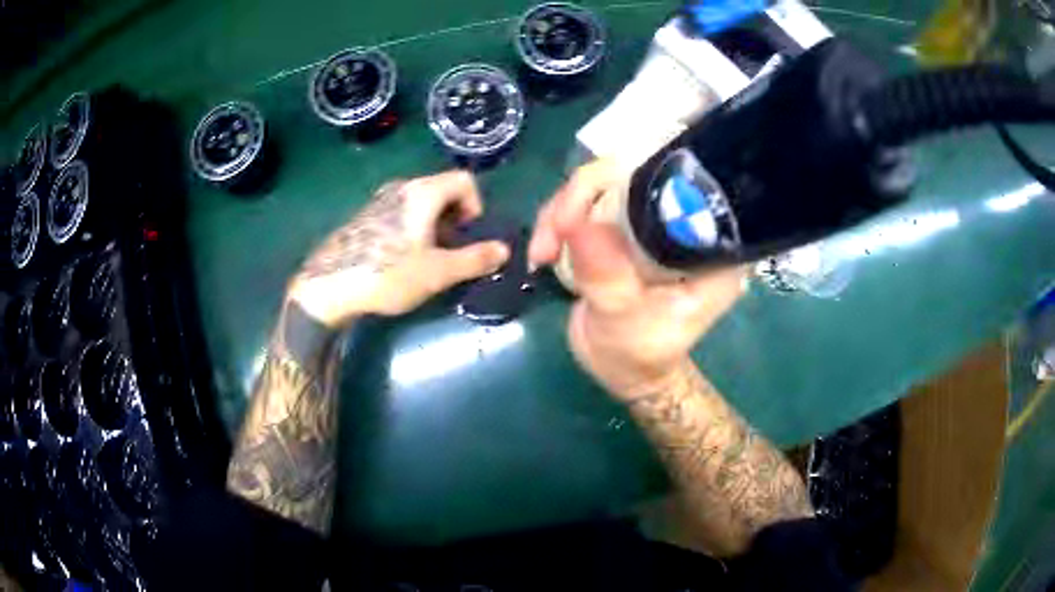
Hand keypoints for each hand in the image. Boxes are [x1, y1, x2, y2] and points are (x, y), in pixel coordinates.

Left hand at [289, 170, 509, 327]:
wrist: (330, 285)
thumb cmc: (389, 273)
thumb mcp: (439, 271)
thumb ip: (475, 259)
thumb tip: (505, 250)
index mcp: (423, 192)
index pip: (465, 180)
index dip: (476, 205)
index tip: (468, 236)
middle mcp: (402, 187)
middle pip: (443, 189)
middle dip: (456, 218)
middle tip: (451, 250)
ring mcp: (380, 200)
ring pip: (421, 203)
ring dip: (435, 225)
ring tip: (428, 258)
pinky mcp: (365, 216)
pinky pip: (400, 212)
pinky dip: (413, 228)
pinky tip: (401, 259)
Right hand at [528, 160, 745, 400]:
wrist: (623, 369)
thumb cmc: (639, 354)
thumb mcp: (624, 323)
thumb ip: (607, 278)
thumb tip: (578, 222)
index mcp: (709, 246)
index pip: (678, 187)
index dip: (629, 183)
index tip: (582, 214)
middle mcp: (684, 223)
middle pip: (634, 173)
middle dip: (583, 195)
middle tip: (554, 231)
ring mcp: (651, 221)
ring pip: (603, 183)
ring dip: (562, 209)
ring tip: (543, 251)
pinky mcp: (623, 226)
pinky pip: (588, 202)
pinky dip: (558, 219)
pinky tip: (544, 250)